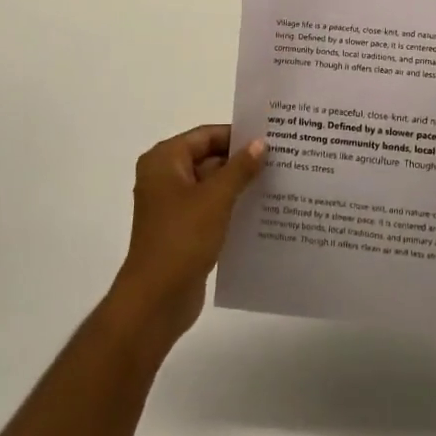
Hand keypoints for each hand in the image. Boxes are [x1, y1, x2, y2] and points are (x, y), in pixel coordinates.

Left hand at [108, 125, 265, 350]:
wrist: (156, 300)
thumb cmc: (182, 238)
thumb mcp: (216, 198)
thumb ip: (240, 168)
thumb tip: (260, 143)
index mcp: (164, 160)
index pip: (206, 135)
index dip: (237, 135)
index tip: (270, 137)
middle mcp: (164, 177)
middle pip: (208, 158)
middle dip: (240, 161)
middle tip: (279, 159)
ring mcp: (172, 205)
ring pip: (211, 185)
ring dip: (238, 185)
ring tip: (276, 182)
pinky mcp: (181, 230)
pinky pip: (210, 208)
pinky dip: (231, 207)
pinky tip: (260, 210)